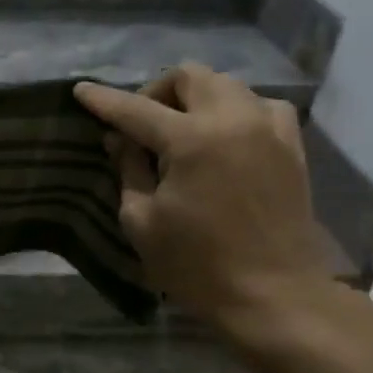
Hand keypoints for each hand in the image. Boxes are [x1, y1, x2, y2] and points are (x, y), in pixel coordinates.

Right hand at [74, 64, 328, 328]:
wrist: (275, 296)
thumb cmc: (197, 265)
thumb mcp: (142, 221)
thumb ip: (128, 170)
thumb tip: (120, 140)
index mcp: (191, 140)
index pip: (135, 109)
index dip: (103, 100)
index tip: (81, 90)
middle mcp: (234, 120)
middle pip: (189, 76)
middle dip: (157, 91)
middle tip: (141, 124)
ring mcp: (269, 129)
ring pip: (227, 84)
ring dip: (197, 97)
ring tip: (182, 130)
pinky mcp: (292, 146)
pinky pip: (261, 106)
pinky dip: (236, 111)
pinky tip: (225, 137)